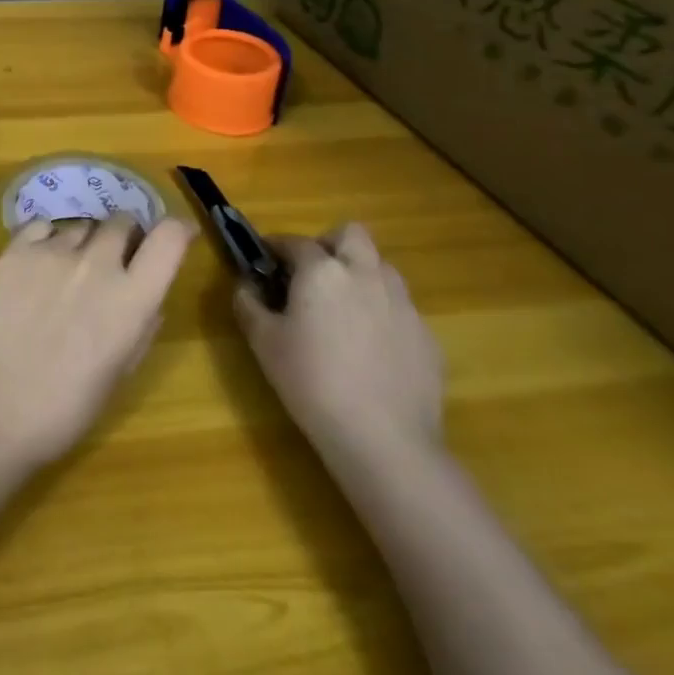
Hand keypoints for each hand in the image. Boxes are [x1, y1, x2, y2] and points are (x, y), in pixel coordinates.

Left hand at [0, 213, 194, 468]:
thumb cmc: (68, 406)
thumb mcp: (122, 371)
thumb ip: (141, 324)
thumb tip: (148, 297)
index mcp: (132, 298)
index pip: (169, 238)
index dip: (177, 230)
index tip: (176, 233)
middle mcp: (97, 263)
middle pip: (122, 221)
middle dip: (125, 236)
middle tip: (115, 259)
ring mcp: (53, 252)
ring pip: (82, 224)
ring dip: (85, 242)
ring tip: (69, 271)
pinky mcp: (16, 250)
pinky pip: (42, 226)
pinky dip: (48, 239)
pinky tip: (39, 264)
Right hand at [233, 222, 443, 464]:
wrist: (384, 440)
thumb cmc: (312, 382)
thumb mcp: (263, 342)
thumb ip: (248, 303)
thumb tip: (246, 285)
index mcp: (322, 270)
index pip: (295, 241)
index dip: (275, 247)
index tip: (264, 261)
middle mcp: (365, 274)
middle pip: (352, 234)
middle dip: (330, 244)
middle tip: (312, 275)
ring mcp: (402, 303)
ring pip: (381, 268)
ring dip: (360, 275)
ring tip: (343, 310)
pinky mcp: (427, 335)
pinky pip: (400, 308)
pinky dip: (382, 314)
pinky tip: (370, 350)